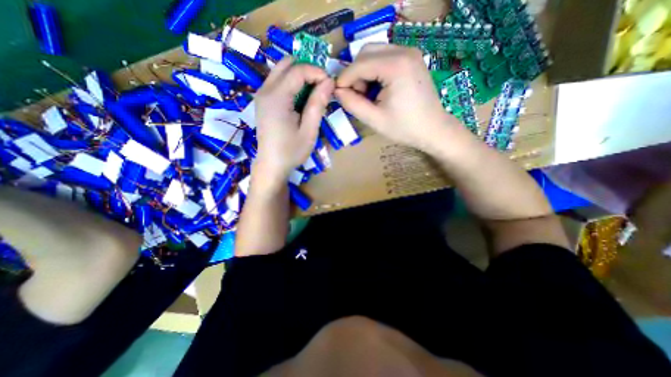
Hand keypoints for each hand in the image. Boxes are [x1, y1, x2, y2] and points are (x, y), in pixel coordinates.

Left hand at [255, 56, 332, 183]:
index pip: (298, 70)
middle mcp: (265, 90)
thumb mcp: (309, 131)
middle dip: (307, 69)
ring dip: (300, 76)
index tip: (330, 85)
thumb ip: (317, 104)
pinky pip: (278, 81)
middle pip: (287, 63)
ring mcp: (262, 94)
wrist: (271, 165)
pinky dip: (292, 83)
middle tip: (321, 87)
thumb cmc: (291, 152)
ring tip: (313, 94)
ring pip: (281, 70)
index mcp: (276, 98)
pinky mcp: (263, 101)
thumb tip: (329, 82)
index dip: (317, 72)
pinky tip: (301, 100)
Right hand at [334, 44, 458, 153]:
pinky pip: (384, 58)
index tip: (339, 95)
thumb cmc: (404, 128)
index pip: (359, 64)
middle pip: (366, 53)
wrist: (432, 129)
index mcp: (395, 66)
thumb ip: (352, 104)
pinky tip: (379, 89)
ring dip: (364, 72)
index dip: (344, 79)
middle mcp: (404, 51)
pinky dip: (375, 71)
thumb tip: (337, 91)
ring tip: (369, 95)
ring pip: (374, 53)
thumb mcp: (374, 119)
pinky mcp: (411, 59)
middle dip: (355, 74)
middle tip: (358, 96)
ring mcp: (410, 53)